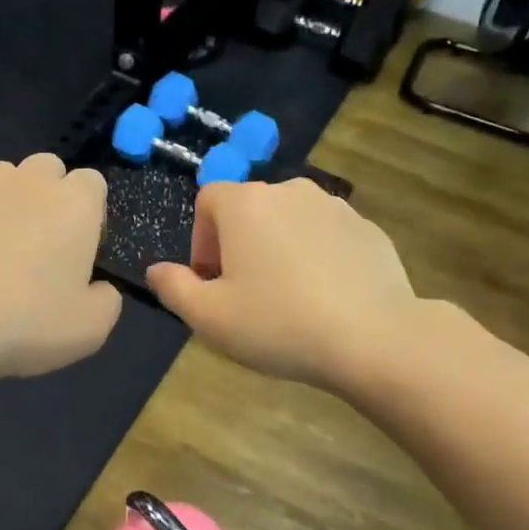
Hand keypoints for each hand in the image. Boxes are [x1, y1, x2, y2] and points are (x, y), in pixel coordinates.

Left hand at [0, 154, 121, 384]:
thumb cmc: (25, 324)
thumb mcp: (91, 329)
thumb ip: (106, 299)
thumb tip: (98, 287)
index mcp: (72, 204)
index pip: (93, 183)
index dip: (90, 213)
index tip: (80, 249)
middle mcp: (25, 182)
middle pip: (47, 169)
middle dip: (48, 196)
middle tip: (39, 247)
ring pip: (0, 181)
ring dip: (5, 205)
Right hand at [147, 179, 417, 391]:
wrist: (373, 338)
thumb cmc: (278, 324)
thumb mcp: (209, 317)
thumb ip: (173, 288)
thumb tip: (156, 271)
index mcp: (246, 204)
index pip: (207, 201)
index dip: (201, 241)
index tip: (212, 283)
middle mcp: (290, 191)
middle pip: (249, 210)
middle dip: (239, 246)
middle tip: (246, 296)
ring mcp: (335, 206)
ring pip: (290, 222)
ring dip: (279, 250)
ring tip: (288, 299)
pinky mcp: (369, 229)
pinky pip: (327, 237)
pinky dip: (317, 258)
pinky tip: (325, 300)